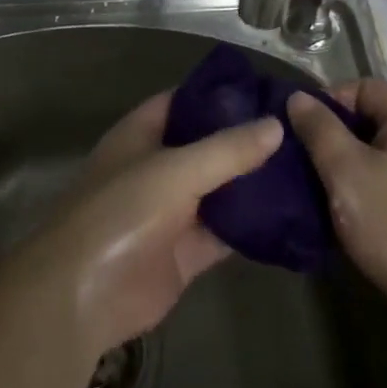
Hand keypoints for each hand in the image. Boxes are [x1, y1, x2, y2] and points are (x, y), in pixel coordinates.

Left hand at [23, 91, 281, 354]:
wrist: (81, 297)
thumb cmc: (120, 213)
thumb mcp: (175, 170)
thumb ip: (227, 149)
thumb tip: (276, 125)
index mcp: (141, 135)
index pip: (185, 100)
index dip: (221, 93)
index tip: (267, 89)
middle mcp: (157, 168)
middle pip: (207, 146)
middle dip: (246, 139)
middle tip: (299, 128)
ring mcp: (171, 212)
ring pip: (220, 189)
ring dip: (253, 182)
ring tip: (305, 165)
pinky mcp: (185, 253)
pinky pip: (225, 232)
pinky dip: (252, 225)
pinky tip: (291, 214)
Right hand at [287, 79, 386, 315]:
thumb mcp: (345, 170)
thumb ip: (319, 129)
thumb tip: (298, 97)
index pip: (364, 86)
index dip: (330, 100)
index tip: (304, 129)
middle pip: (371, 117)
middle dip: (335, 134)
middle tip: (305, 158)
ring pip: (377, 151)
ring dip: (346, 163)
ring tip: (318, 184)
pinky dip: (364, 184)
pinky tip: (343, 207)